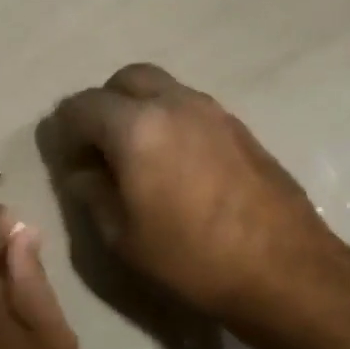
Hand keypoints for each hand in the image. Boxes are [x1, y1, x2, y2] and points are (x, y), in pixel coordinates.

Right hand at [47, 64, 346, 325]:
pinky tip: (175, 164)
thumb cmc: (191, 257)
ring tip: (138, 157)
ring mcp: (212, 111)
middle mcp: (174, 104)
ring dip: (139, 110)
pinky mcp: (239, 126)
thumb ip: (93, 193)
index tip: (69, 161)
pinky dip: (170, 121)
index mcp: (136, 127)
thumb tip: (82, 172)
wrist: (283, 269)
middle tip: (101, 149)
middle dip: (104, 106)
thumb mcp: (123, 236)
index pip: (82, 106)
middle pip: (125, 80)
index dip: (66, 130)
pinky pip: (190, 107)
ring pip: (162, 89)